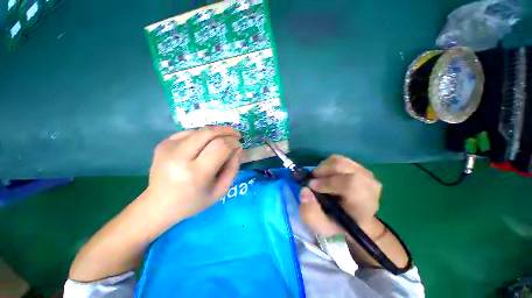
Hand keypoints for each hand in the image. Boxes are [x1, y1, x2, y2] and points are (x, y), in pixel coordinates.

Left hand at [144, 126, 241, 224]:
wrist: (158, 204)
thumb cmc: (193, 201)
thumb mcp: (220, 191)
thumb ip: (233, 169)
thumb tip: (238, 148)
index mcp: (196, 173)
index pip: (220, 146)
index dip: (233, 142)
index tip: (239, 144)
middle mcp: (179, 157)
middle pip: (209, 132)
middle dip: (226, 130)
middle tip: (235, 134)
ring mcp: (168, 147)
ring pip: (200, 130)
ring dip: (216, 132)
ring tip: (223, 139)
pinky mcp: (163, 143)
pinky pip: (190, 133)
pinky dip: (203, 135)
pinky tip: (206, 143)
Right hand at [299, 155, 381, 237]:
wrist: (355, 221)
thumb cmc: (340, 226)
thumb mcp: (323, 229)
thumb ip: (311, 214)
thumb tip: (304, 190)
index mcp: (364, 204)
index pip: (350, 184)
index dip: (327, 182)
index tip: (311, 187)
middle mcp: (369, 185)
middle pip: (343, 167)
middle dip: (322, 171)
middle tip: (311, 180)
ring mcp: (366, 173)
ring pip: (340, 160)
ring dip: (323, 167)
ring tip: (317, 178)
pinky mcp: (359, 167)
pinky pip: (340, 159)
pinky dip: (327, 164)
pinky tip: (325, 175)